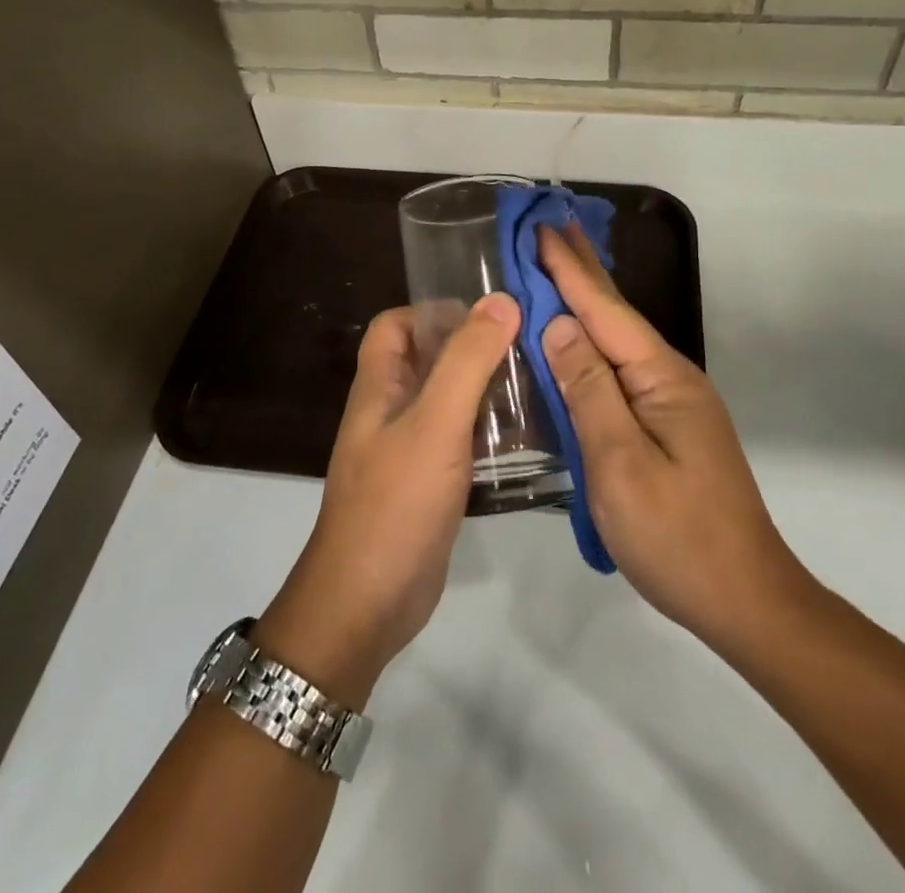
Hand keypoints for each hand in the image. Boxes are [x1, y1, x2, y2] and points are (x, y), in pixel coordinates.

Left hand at [255, 296, 519, 705]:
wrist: (366, 603)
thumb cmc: (396, 502)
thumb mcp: (436, 423)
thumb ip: (467, 361)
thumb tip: (501, 301)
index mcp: (379, 386)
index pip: (395, 324)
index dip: (433, 311)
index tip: (487, 318)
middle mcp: (390, 410)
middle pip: (427, 359)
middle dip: (472, 347)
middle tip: (528, 347)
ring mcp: (408, 449)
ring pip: (447, 400)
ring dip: (485, 388)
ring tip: (538, 383)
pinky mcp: (428, 483)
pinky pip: (459, 440)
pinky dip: (487, 429)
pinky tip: (527, 435)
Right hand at [537, 224, 811, 655]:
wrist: (746, 600)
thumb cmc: (677, 535)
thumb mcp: (620, 463)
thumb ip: (588, 390)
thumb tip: (559, 325)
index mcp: (661, 378)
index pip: (604, 311)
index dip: (569, 269)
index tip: (541, 228)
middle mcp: (669, 378)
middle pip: (616, 314)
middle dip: (581, 271)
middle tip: (551, 227)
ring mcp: (672, 402)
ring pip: (618, 341)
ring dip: (586, 302)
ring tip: (558, 268)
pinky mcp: (667, 425)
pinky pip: (620, 371)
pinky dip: (593, 344)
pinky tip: (579, 339)